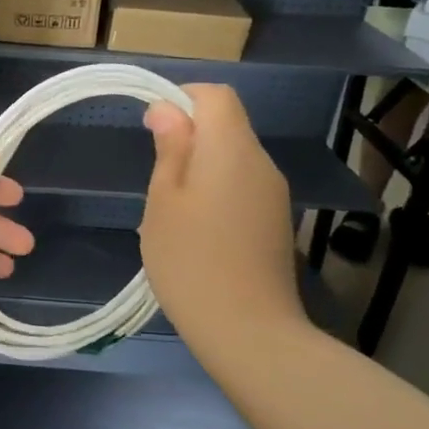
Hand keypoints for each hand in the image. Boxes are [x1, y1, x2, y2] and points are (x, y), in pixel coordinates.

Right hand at [139, 86, 308, 364]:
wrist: (249, 332)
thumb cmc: (191, 260)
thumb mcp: (163, 200)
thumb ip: (169, 148)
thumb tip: (167, 108)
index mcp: (231, 149)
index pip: (215, 95)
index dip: (182, 99)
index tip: (153, 129)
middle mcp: (261, 162)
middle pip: (227, 124)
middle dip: (188, 137)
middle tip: (156, 178)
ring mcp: (273, 194)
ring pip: (233, 157)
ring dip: (200, 166)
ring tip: (171, 210)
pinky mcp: (275, 221)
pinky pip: (242, 185)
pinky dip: (216, 190)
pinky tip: (196, 231)